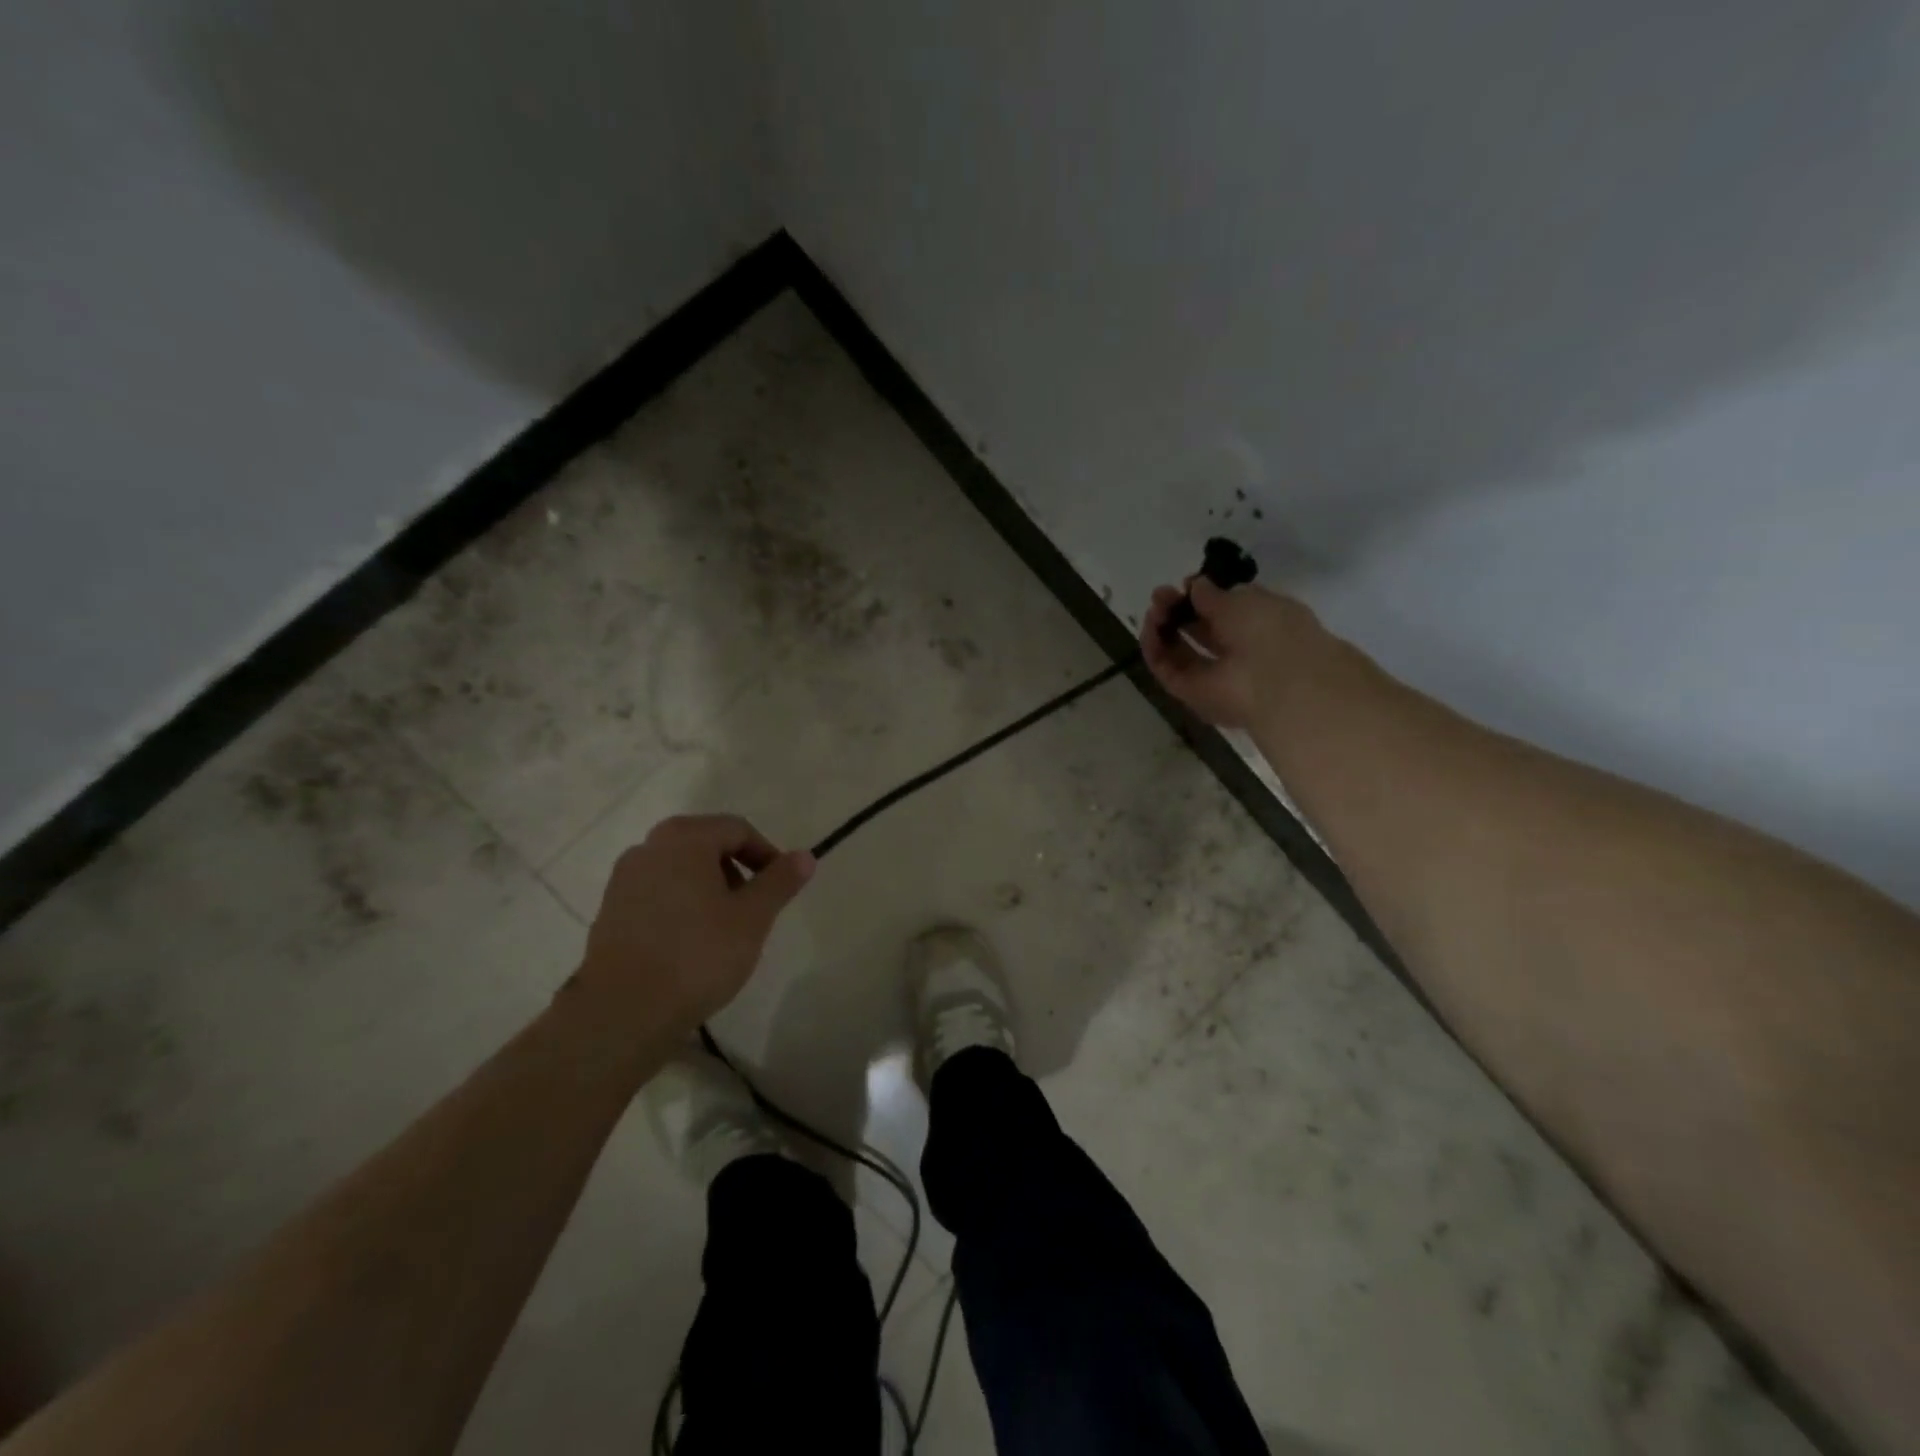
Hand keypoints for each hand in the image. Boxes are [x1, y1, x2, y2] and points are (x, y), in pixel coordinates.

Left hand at [574, 815, 814, 1035]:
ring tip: (724, 929)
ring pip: (680, 870)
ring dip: (708, 888)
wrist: (623, 1012)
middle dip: (736, 871)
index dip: (766, 854)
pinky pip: (657, 894)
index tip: (780, 888)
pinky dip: (681, 906)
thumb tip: (805, 856)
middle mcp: (649, 847)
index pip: (737, 829)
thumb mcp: (753, 918)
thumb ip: (780, 882)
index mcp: (684, 838)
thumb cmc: (697, 955)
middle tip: (754, 908)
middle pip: (706, 844)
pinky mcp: (610, 911)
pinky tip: (690, 944)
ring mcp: (624, 879)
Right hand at [1140, 578, 1330, 728]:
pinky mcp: (1191, 694)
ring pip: (1179, 651)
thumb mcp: (1242, 600)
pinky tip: (1150, 628)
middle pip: (1200, 631)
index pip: (1227, 610)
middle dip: (1178, 611)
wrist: (1275, 684)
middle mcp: (1237, 651)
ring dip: (1163, 628)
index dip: (1204, 596)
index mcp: (1261, 625)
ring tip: (1153, 610)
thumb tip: (1195, 585)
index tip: (1186, 584)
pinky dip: (1155, 649)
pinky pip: (1167, 669)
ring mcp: (1213, 676)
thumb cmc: (1268, 631)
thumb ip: (1214, 594)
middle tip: (1160, 595)